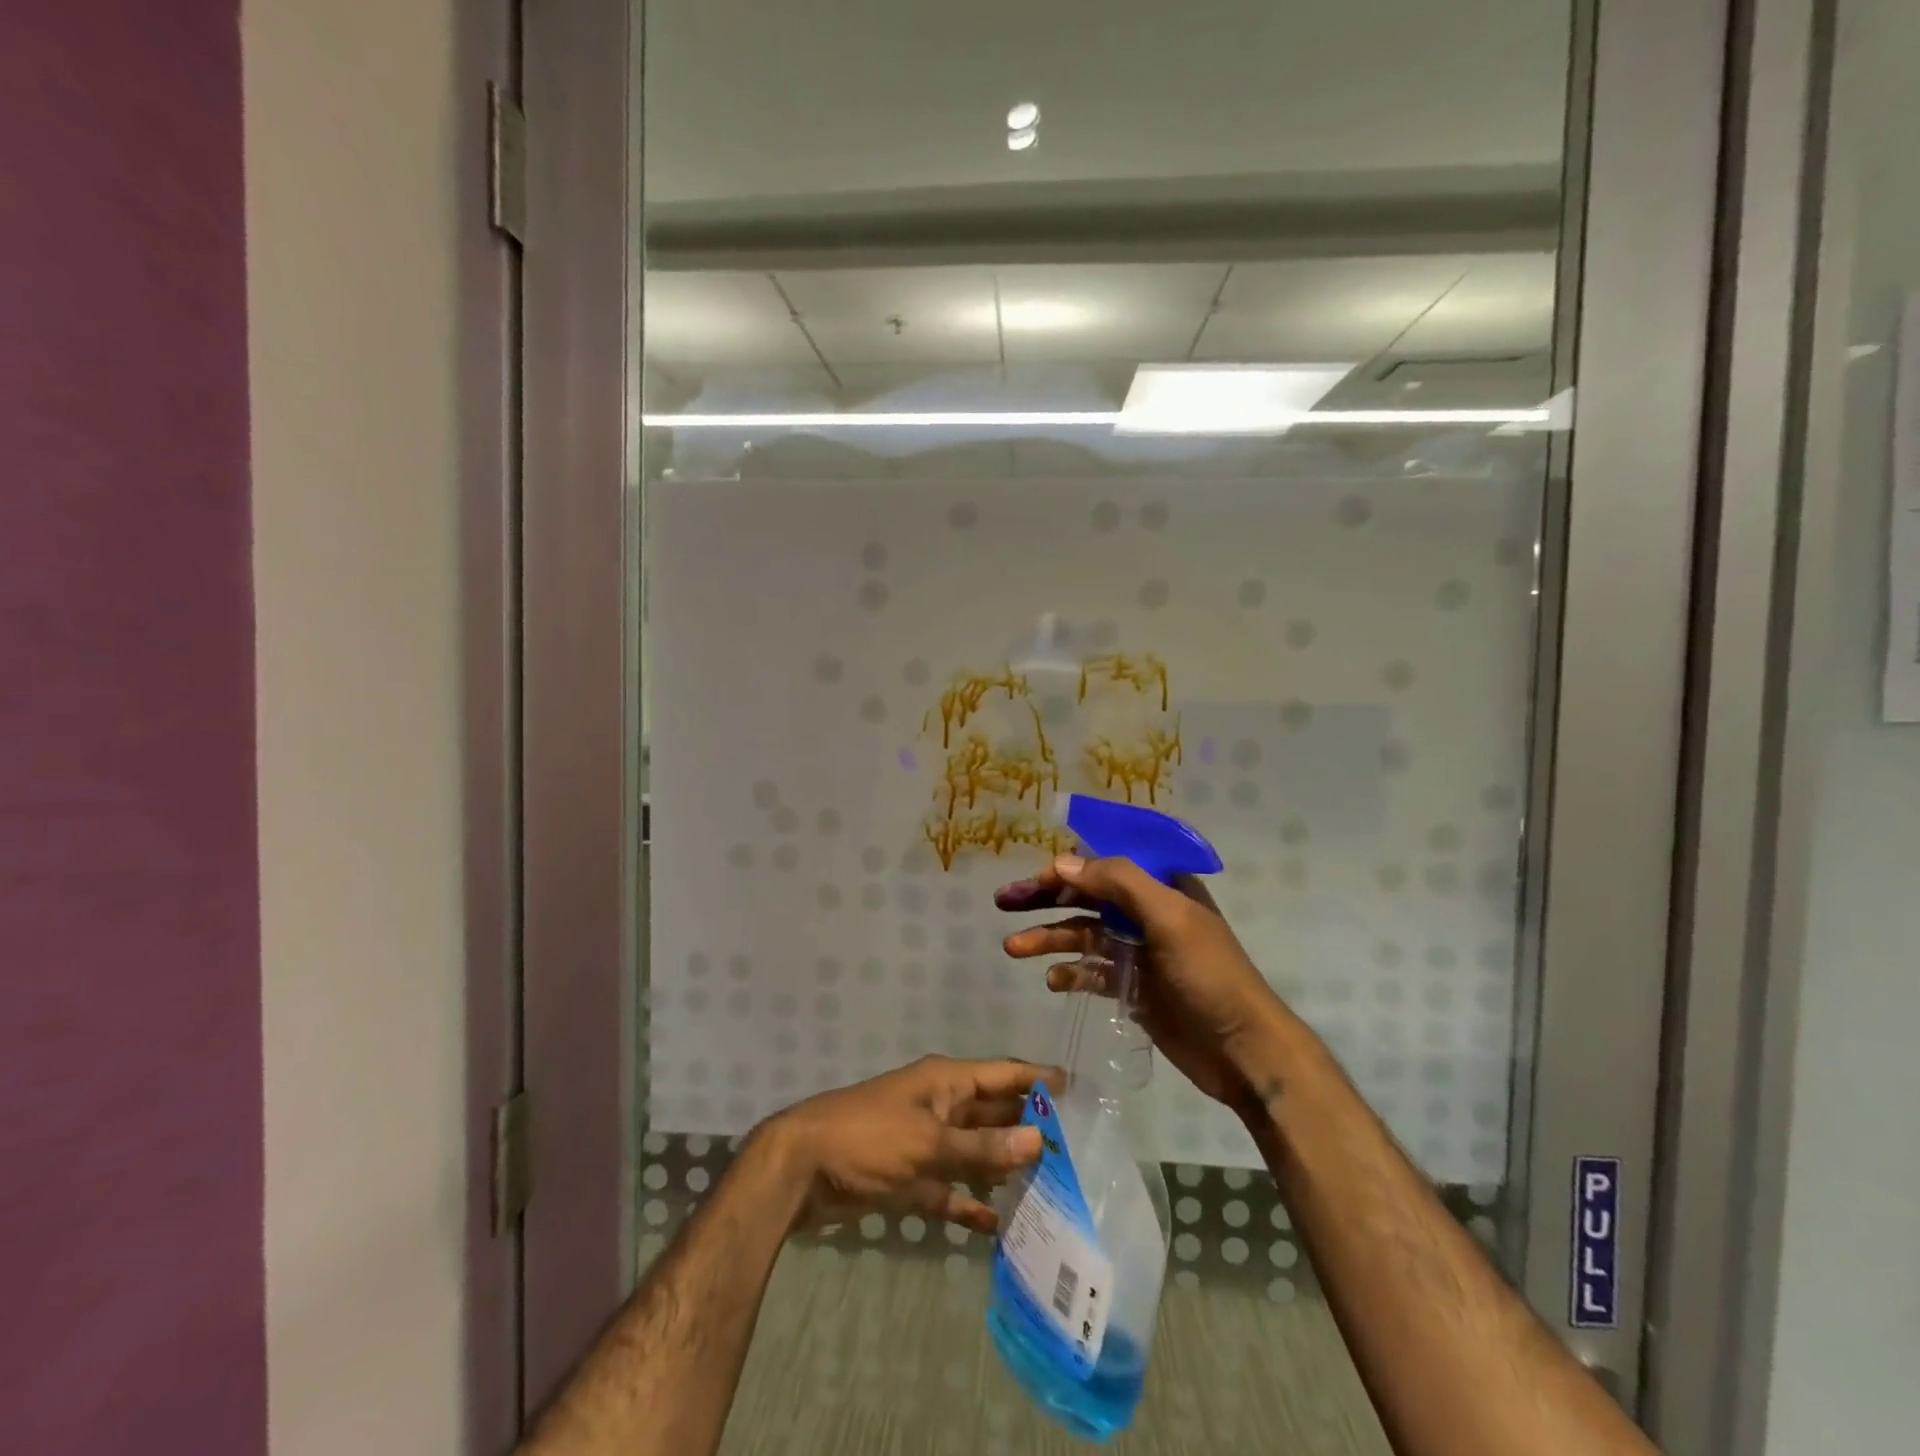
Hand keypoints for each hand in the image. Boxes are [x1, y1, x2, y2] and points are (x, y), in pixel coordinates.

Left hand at [760, 1055, 1056, 1235]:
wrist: (800, 1168)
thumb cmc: (868, 1139)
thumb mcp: (928, 1142)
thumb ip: (982, 1148)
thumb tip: (1038, 1140)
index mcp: (944, 1081)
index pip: (1002, 1073)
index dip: (1037, 1078)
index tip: (1077, 1090)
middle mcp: (939, 1105)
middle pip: (992, 1112)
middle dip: (1027, 1126)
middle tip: (1074, 1148)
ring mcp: (924, 1141)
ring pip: (974, 1152)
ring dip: (1003, 1166)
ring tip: (1048, 1187)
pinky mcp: (908, 1176)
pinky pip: (949, 1188)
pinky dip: (969, 1203)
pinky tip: (998, 1225)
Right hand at [995, 854, 1290, 1109]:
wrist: (1243, 1051)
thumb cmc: (1210, 975)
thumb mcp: (1169, 918)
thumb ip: (1118, 883)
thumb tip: (1063, 862)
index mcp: (1163, 887)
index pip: (1106, 864)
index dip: (1068, 867)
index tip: (1034, 880)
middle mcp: (1148, 914)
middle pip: (1088, 897)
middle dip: (1046, 899)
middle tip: (1004, 902)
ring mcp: (1140, 952)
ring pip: (1084, 935)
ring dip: (1049, 938)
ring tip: (1013, 948)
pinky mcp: (1133, 988)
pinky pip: (1092, 972)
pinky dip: (1071, 973)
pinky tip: (1052, 981)